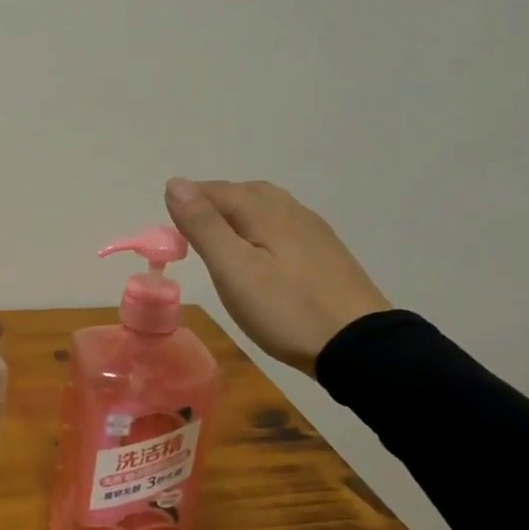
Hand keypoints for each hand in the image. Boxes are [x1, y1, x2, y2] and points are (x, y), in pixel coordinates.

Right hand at [165, 178, 390, 374]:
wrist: (360, 346)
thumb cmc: (286, 309)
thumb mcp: (233, 270)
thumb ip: (203, 225)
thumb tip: (174, 183)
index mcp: (264, 210)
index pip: (215, 190)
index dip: (187, 203)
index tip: (168, 232)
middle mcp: (290, 210)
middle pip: (243, 192)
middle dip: (211, 204)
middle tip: (189, 234)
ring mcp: (313, 231)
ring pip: (266, 207)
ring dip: (236, 215)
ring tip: (220, 242)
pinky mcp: (326, 252)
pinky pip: (284, 225)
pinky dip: (260, 229)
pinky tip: (260, 254)